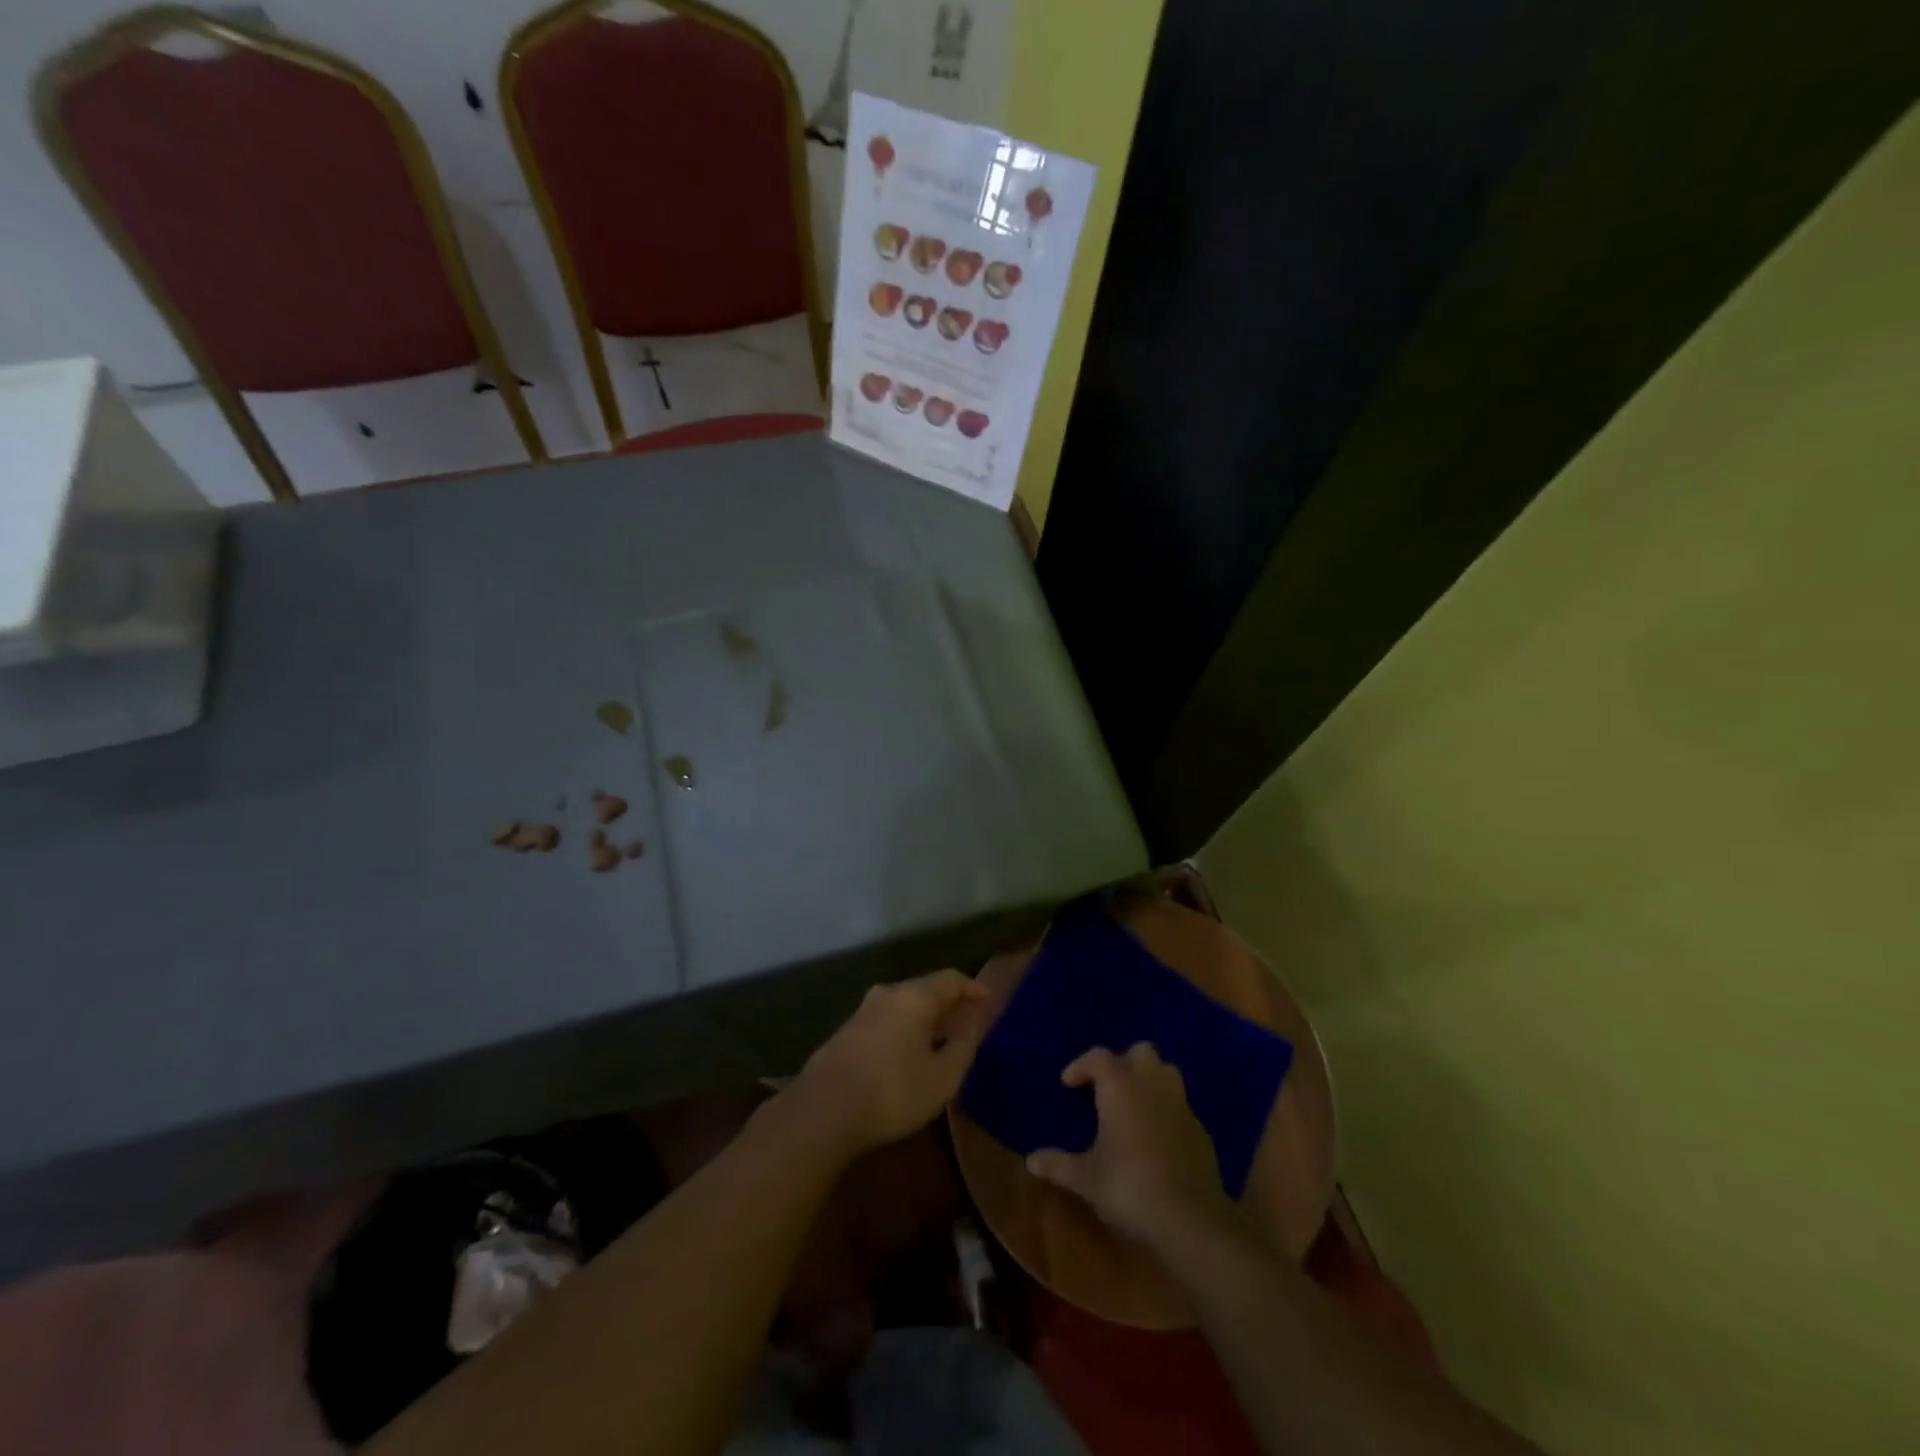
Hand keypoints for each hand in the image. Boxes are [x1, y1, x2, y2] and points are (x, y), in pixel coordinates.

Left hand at [794, 970, 993, 1157]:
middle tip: (965, 1022)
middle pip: (925, 989)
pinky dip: (905, 1028)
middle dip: (948, 1003)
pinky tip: (907, 1053)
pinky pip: (886, 1019)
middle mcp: (887, 994)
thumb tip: (974, 1020)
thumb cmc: (893, 1092)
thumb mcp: (942, 1076)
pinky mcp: (846, 1032)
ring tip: (939, 1039)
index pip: (951, 979)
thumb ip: (963, 1044)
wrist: (822, 1112)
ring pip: (903, 1004)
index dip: (972, 988)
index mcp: (914, 997)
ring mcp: (862, 1011)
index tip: (987, 1001)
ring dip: (924, 1017)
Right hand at [1026, 1043, 1237, 1250]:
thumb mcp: (1085, 1179)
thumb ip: (1057, 1164)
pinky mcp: (1201, 1129)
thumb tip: (1030, 1161)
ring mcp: (1181, 1104)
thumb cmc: (1129, 1188)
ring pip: (1166, 1072)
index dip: (1081, 1065)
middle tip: (1107, 1089)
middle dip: (1123, 1063)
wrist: (1190, 1219)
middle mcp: (1152, 1085)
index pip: (1098, 1056)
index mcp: (1120, 1087)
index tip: (1068, 1084)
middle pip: (1140, 1052)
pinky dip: (1167, 1110)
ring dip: (1149, 1079)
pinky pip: (1181, 1105)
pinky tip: (1158, 1137)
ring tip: (1134, 1104)